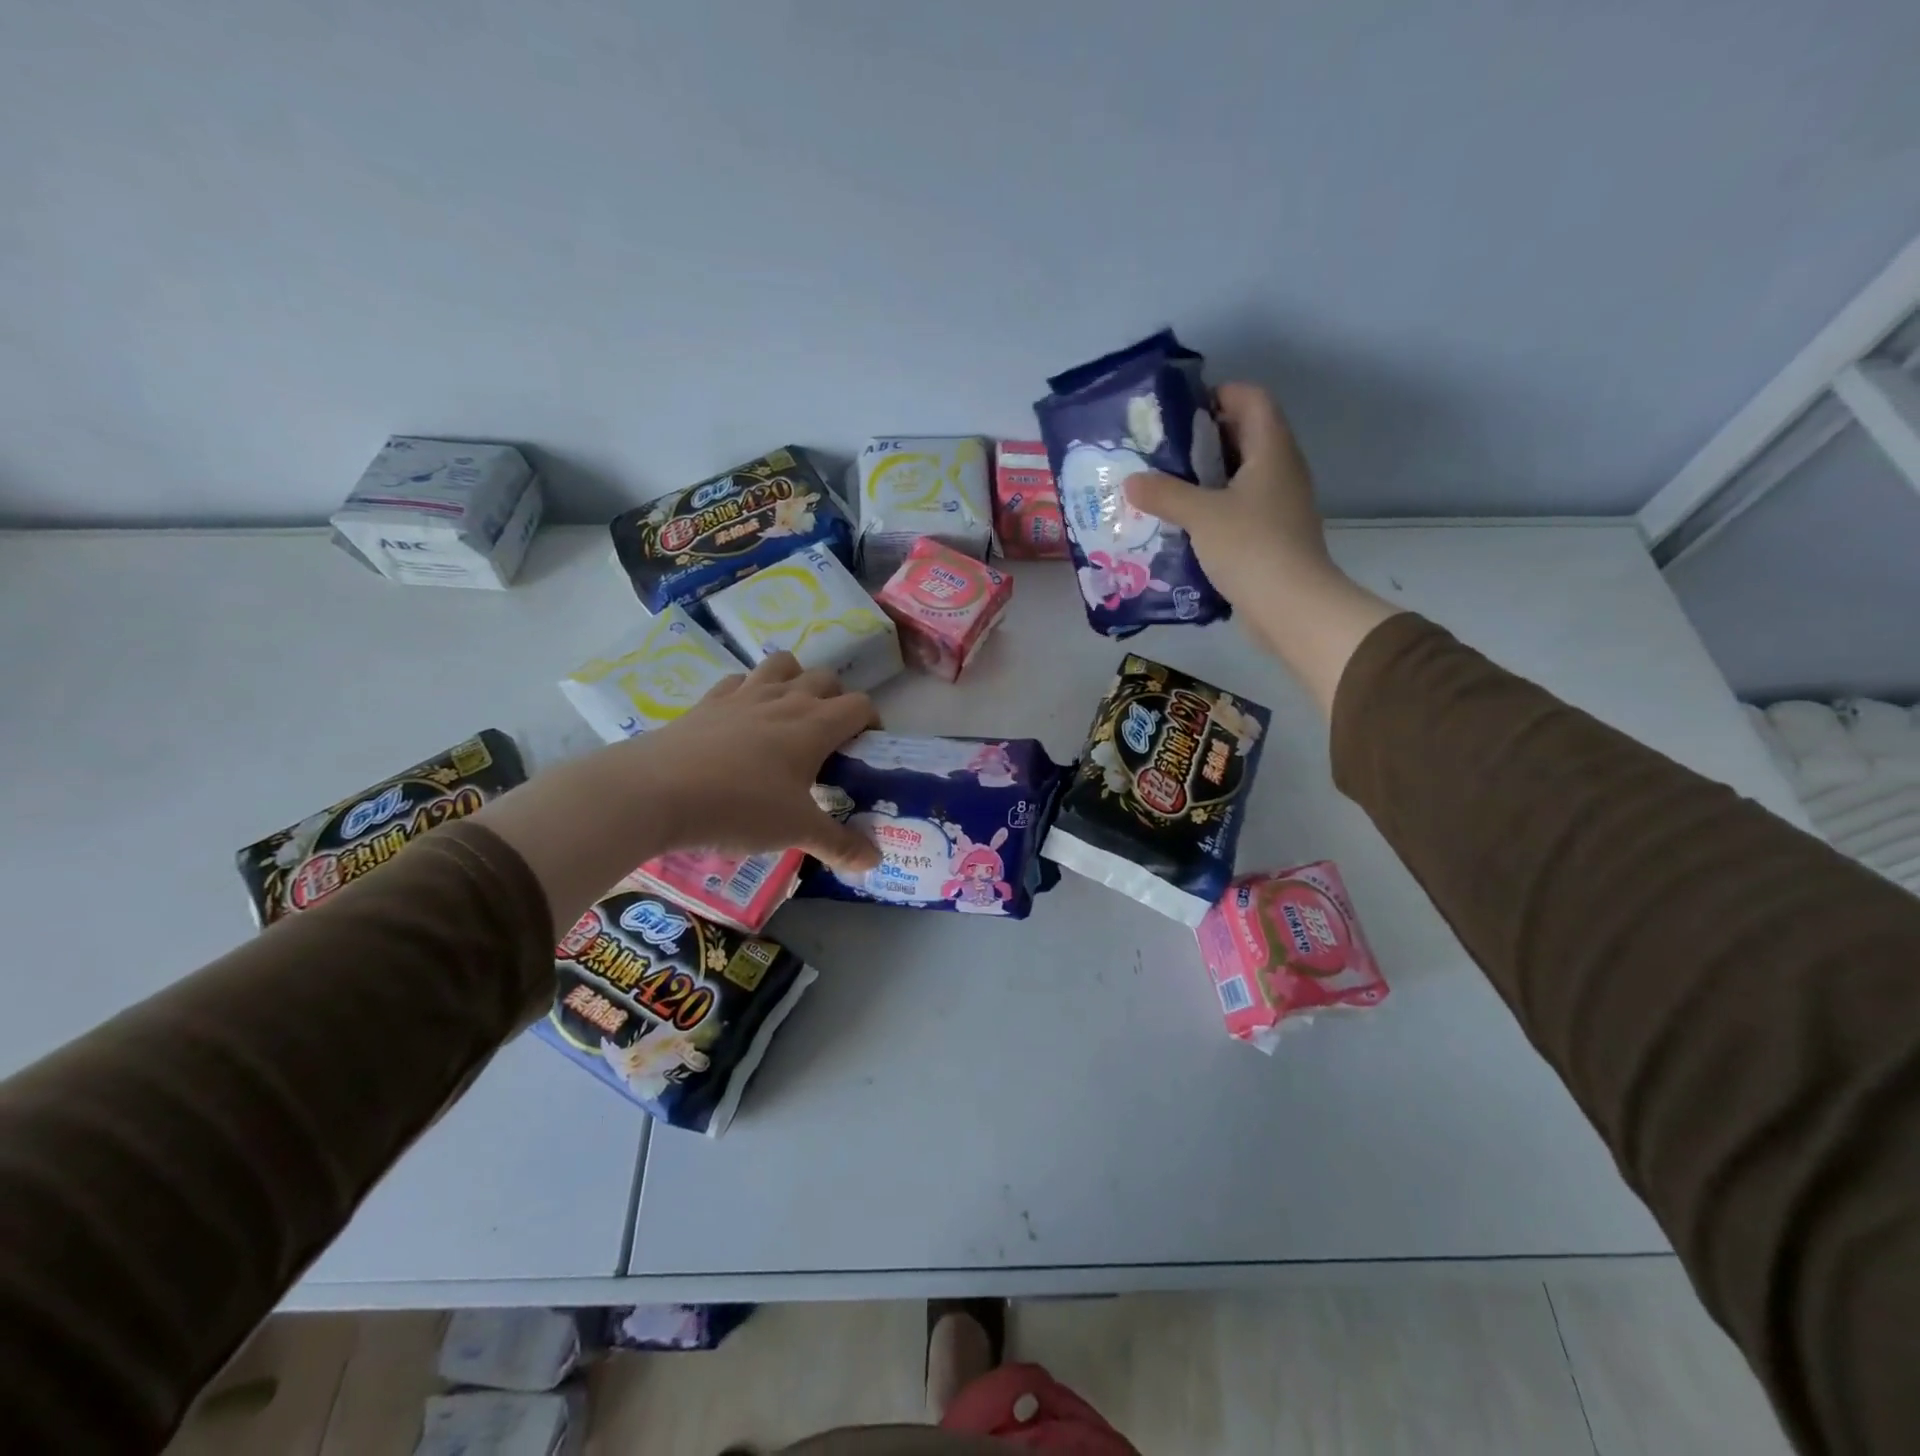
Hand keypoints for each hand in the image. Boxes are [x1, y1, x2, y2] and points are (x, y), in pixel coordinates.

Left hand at [476, 652, 878, 932]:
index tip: (866, 750)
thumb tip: (875, 862)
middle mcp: (785, 699)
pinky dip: (750, 691)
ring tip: (791, 715)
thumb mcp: (796, 831)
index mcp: (815, 724)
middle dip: (837, 700)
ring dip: (796, 681)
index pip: (860, 705)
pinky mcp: (709, 701)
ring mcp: (744, 694)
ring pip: (784, 665)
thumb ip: (839, 845)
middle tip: (830, 739)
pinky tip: (744, 719)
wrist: (656, 792)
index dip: (871, 723)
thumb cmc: (740, 807)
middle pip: (826, 678)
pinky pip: (740, 681)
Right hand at [1125, 382, 1399, 711]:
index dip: (1219, 394)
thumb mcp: (1201, 515)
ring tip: (1162, 486)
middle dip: (1202, 438)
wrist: (1292, 606)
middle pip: (1243, 435)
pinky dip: (1212, 508)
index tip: (1179, 411)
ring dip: (1204, 477)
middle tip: (1160, 450)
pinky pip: (1238, 508)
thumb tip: (1131, 481)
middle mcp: (1280, 470)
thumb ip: (1164, 494)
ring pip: (1238, 475)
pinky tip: (1181, 524)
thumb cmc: (1251, 547)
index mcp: (1271, 450)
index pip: (1252, 399)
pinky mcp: (1270, 535)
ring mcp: (1278, 505)